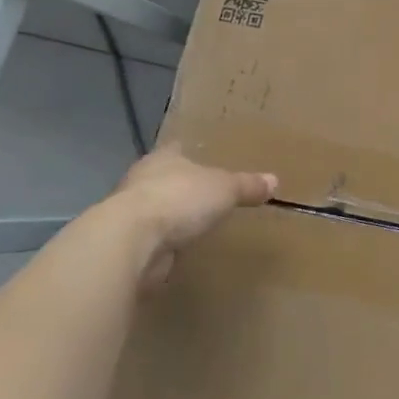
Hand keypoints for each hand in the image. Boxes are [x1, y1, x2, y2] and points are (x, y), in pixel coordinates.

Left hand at [107, 144, 276, 286]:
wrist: (130, 243)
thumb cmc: (179, 200)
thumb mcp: (225, 189)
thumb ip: (248, 185)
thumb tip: (274, 181)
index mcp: (163, 160)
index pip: (176, 150)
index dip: (189, 152)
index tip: (201, 156)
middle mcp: (141, 181)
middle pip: (163, 179)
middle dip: (179, 185)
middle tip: (202, 192)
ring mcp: (128, 215)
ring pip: (154, 209)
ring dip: (168, 216)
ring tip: (192, 222)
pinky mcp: (125, 246)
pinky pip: (150, 240)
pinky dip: (162, 244)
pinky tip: (177, 249)